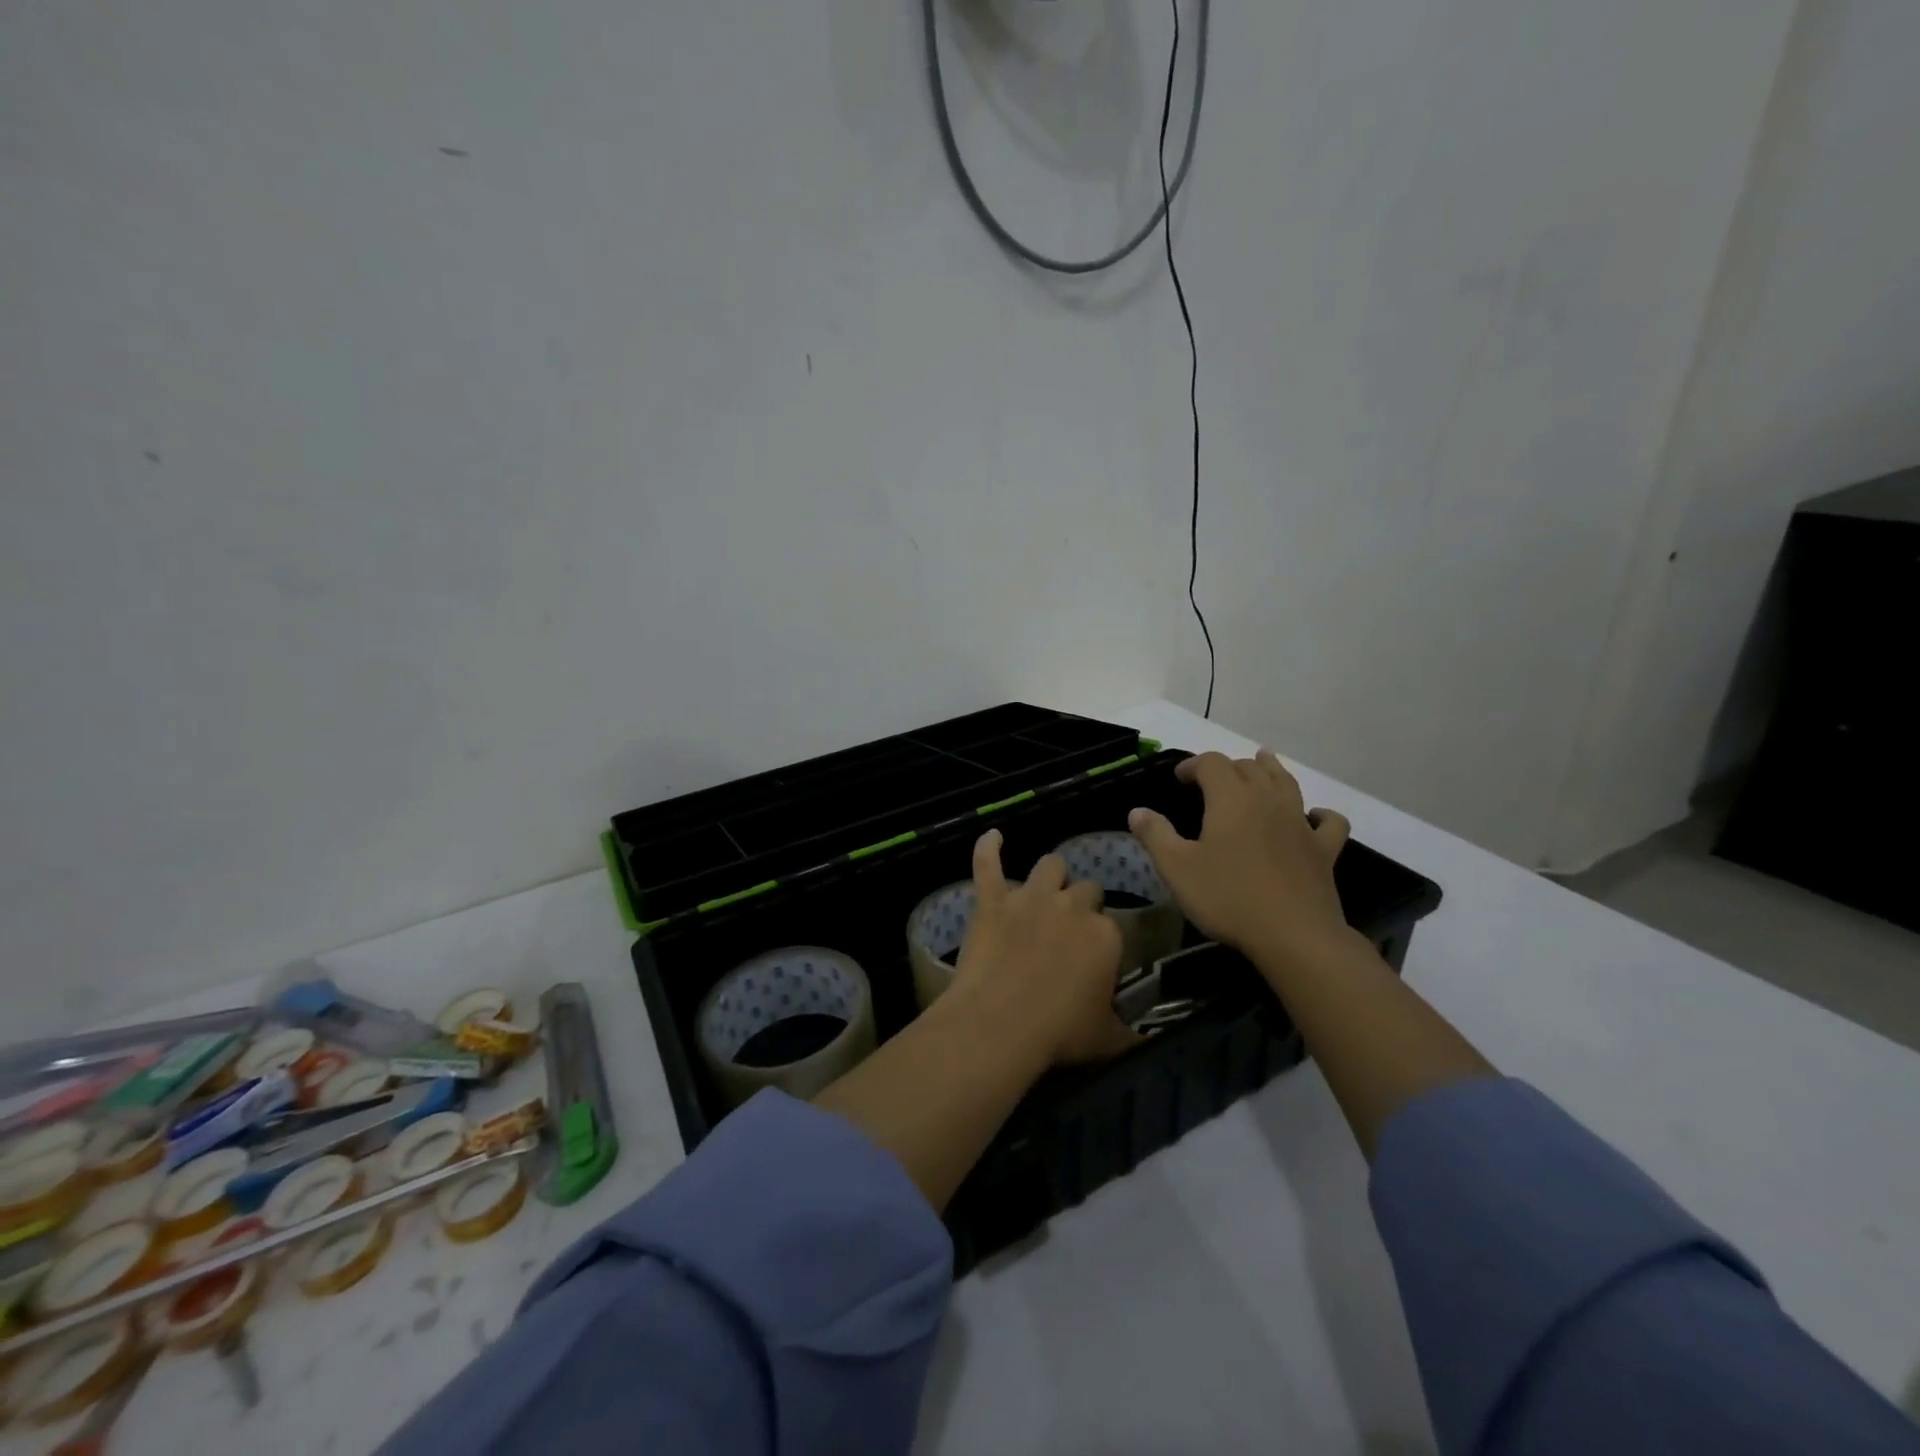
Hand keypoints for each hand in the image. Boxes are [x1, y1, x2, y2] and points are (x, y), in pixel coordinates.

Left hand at [949, 829, 1137, 1066]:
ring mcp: (1030, 898)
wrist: (1000, 1023)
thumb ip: (1131, 1032)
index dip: (1101, 939)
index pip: (1112, 924)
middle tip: (1070, 928)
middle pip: (1086, 888)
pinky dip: (988, 848)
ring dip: (1051, 875)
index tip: (1093, 959)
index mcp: (1105, 934)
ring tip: (1046, 889)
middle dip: (1081, 902)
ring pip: (1049, 865)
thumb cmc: (1059, 1033)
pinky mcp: (992, 901)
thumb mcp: (1108, 1039)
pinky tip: (992, 836)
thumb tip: (1147, 1040)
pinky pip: (987, 864)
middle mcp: (1072, 906)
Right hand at [1128, 749, 1351, 967]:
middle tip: (1210, 781)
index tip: (1179, 778)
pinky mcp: (1323, 850)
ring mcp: (1301, 823)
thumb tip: (1137, 811)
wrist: (1293, 935)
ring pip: (1287, 783)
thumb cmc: (1228, 897)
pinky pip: (1329, 822)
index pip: (1211, 763)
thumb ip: (1155, 835)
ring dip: (1272, 769)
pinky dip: (1320, 814)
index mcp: (1231, 798)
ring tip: (1263, 761)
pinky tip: (1314, 816)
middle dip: (1227, 767)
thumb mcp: (1177, 868)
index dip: (1193, 765)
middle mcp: (1268, 800)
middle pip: (1249, 768)